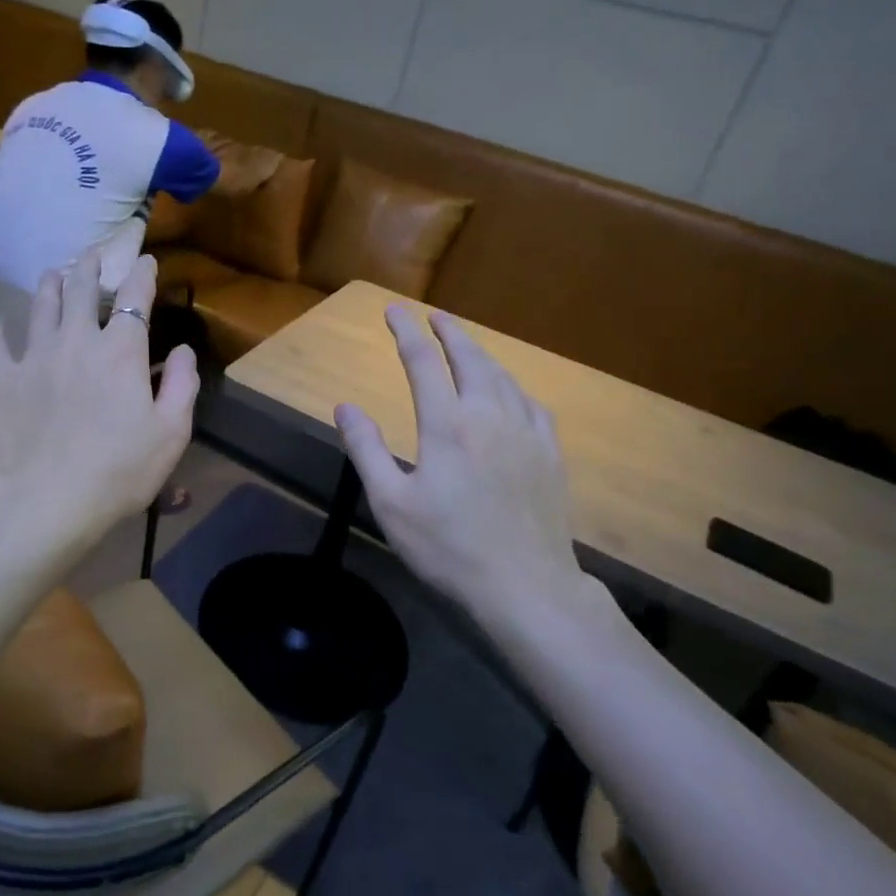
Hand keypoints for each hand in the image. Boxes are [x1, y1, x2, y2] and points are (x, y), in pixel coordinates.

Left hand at [0, 249, 198, 553]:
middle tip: (93, 253)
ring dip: (50, 284)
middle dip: (90, 266)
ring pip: (40, 305)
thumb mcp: (172, 432)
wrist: (47, 500)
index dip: (142, 274)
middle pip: (82, 289)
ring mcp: (34, 356)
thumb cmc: (120, 470)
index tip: (145, 260)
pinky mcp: (2, 379)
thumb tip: (182, 349)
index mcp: (121, 351)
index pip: (135, 297)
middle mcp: (77, 340)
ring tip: (53, 272)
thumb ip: (182, 384)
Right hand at [335, 306, 588, 628]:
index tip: (393, 310)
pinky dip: (513, 386)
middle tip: (433, 316)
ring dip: (480, 354)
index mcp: (447, 424)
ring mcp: (526, 432)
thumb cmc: (448, 547)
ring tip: (466, 346)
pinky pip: (532, 404)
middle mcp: (489, 415)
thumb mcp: (391, 503)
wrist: (525, 585)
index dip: (406, 332)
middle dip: (449, 332)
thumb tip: (345, 406)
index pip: (422, 362)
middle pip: (469, 358)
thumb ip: (367, 449)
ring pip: (503, 377)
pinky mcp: (549, 453)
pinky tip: (510, 393)